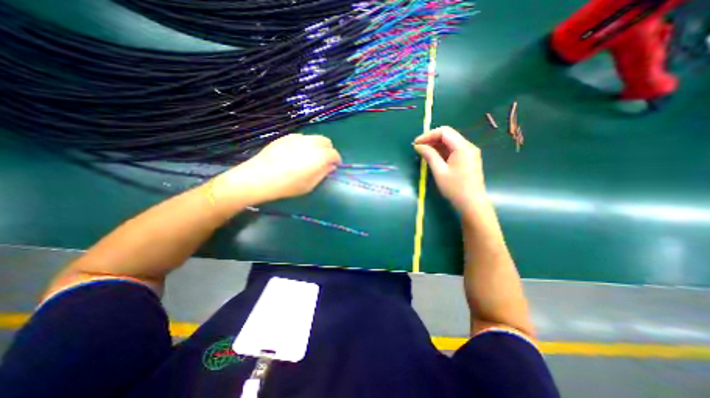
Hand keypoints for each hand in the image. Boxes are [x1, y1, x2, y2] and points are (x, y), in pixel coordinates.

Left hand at [210, 135, 339, 210]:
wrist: (259, 177)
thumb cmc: (287, 185)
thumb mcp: (309, 185)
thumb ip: (323, 174)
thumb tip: (330, 166)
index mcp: (318, 156)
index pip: (334, 153)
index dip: (336, 160)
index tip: (334, 167)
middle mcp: (310, 143)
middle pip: (326, 141)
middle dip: (328, 150)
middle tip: (323, 161)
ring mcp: (297, 138)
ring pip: (314, 138)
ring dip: (318, 146)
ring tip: (310, 157)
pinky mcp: (286, 137)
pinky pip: (302, 138)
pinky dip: (306, 144)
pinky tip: (297, 154)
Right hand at [418, 126, 489, 213]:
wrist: (472, 204)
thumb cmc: (455, 188)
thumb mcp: (439, 171)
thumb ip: (429, 156)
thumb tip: (418, 146)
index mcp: (463, 147)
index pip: (444, 132)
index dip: (428, 135)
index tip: (416, 143)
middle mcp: (468, 146)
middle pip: (448, 135)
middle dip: (431, 139)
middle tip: (418, 148)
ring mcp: (469, 153)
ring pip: (450, 143)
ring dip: (436, 145)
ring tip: (423, 153)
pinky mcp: (468, 159)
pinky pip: (453, 150)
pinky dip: (442, 152)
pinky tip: (433, 157)